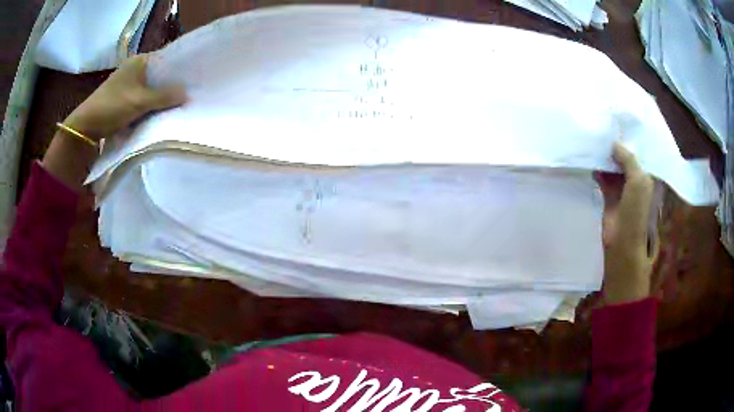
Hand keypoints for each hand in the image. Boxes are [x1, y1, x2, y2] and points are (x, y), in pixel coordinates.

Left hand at [63, 53, 186, 139]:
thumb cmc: (112, 107)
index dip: (179, 70)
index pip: (166, 60)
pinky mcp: (123, 96)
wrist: (85, 126)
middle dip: (171, 85)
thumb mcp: (140, 102)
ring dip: (160, 97)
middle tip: (188, 94)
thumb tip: (187, 94)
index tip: (193, 80)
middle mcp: (135, 68)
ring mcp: (128, 82)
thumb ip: (164, 97)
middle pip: (159, 75)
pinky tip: (158, 111)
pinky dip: (150, 103)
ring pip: (151, 87)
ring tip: (177, 104)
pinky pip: (142, 97)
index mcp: (140, 61)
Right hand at [596, 143, 657, 305]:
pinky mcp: (610, 197)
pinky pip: (604, 178)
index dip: (631, 141)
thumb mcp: (638, 180)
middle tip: (604, 130)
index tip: (620, 125)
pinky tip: (592, 161)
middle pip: (626, 159)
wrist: (622, 241)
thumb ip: (628, 159)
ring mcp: (623, 189)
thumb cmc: (636, 211)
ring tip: (595, 142)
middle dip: (617, 147)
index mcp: (647, 177)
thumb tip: (614, 143)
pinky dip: (599, 170)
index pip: (640, 154)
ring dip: (607, 158)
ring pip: (614, 168)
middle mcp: (636, 181)